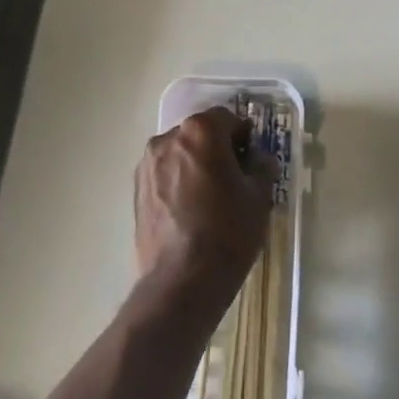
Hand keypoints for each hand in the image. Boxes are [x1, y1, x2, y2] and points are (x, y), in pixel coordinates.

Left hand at [133, 107, 275, 303]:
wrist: (182, 280)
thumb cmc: (228, 232)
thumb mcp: (259, 198)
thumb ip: (262, 168)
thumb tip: (260, 160)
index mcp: (200, 132)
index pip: (228, 118)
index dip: (244, 136)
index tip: (253, 160)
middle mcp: (168, 138)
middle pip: (200, 133)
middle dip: (218, 149)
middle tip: (235, 178)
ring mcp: (147, 164)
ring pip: (180, 154)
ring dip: (196, 165)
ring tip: (211, 198)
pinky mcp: (136, 190)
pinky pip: (164, 174)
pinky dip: (178, 182)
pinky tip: (191, 211)